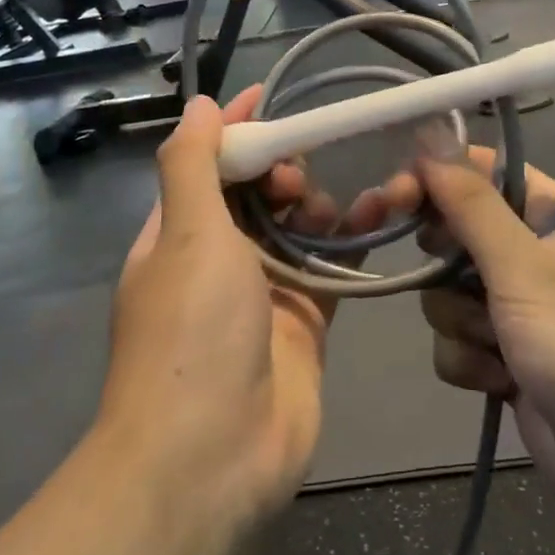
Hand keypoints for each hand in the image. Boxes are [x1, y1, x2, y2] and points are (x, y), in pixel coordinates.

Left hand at [100, 89, 402, 532]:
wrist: (212, 458)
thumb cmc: (191, 333)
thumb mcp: (186, 236)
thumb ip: (192, 166)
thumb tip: (198, 106)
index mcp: (177, 235)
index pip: (206, 164)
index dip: (234, 128)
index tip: (270, 96)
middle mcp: (217, 259)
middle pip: (256, 193)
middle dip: (280, 170)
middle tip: (299, 175)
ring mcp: (263, 292)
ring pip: (297, 227)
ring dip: (318, 204)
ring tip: (330, 207)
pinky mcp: (306, 321)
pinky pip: (331, 267)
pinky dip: (351, 241)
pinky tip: (378, 216)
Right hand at [416, 151, 554, 554]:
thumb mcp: (526, 267)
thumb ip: (470, 205)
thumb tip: (429, 136)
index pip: (485, 174)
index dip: (438, 179)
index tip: (395, 197)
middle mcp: (539, 257)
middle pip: (459, 234)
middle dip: (448, 266)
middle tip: (446, 276)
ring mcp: (523, 311)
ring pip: (449, 293)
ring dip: (463, 323)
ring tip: (499, 348)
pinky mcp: (509, 360)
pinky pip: (458, 341)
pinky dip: (471, 362)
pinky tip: (501, 384)